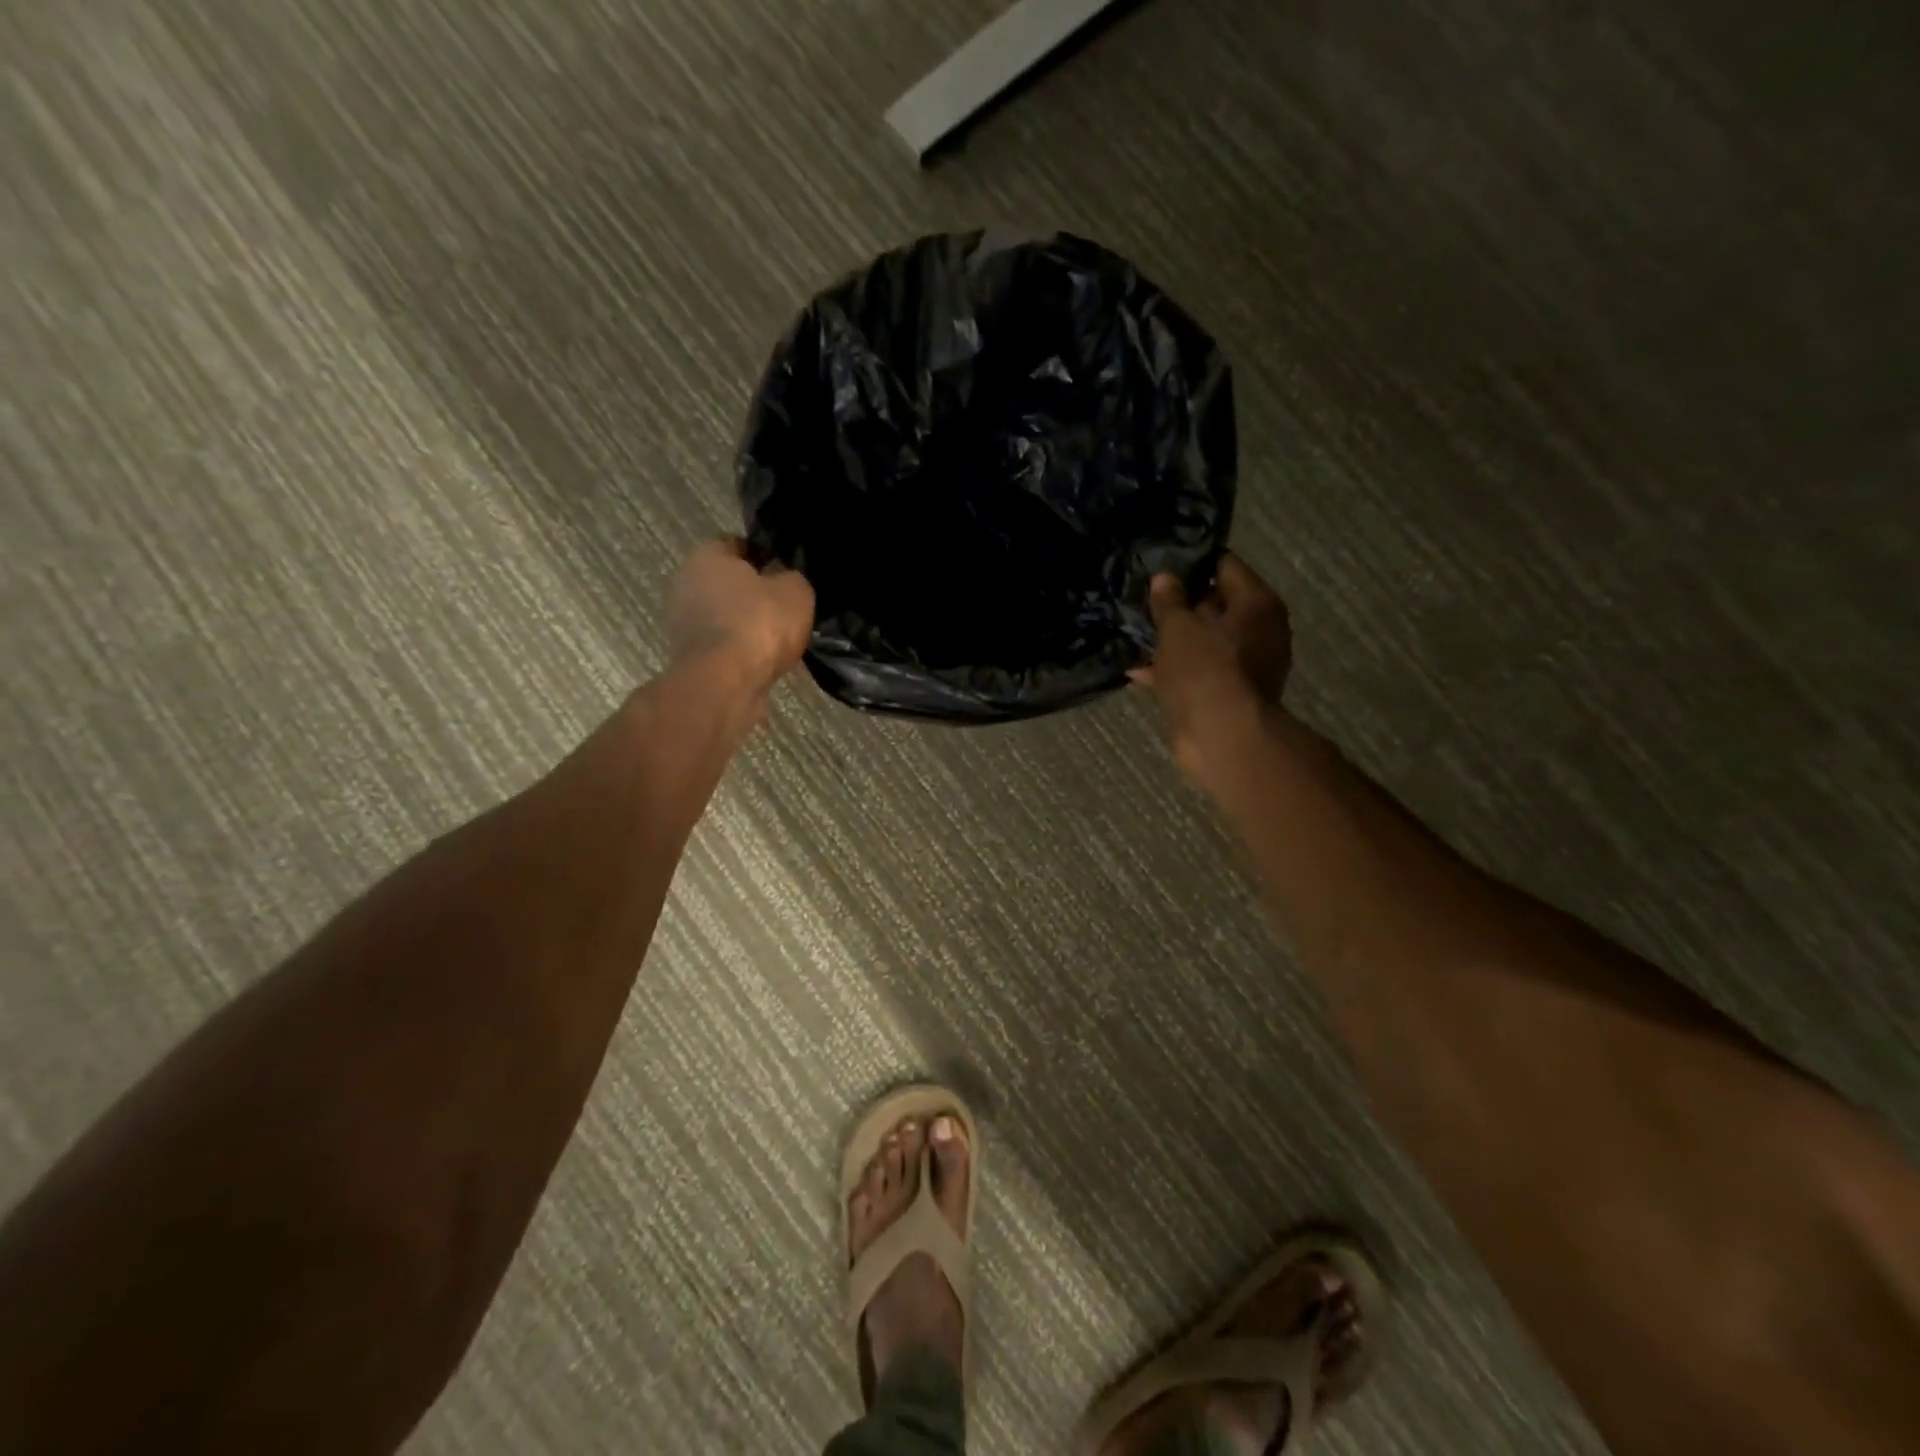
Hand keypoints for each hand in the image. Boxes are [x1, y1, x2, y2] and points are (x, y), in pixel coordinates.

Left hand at [667, 539, 814, 699]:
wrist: (725, 683)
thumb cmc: (758, 624)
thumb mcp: (795, 591)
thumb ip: (791, 578)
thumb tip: (785, 579)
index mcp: (706, 555)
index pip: (737, 545)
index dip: (764, 556)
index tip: (785, 573)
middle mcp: (685, 582)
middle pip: (727, 582)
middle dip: (753, 593)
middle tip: (784, 607)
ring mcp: (681, 622)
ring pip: (723, 615)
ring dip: (745, 624)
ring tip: (778, 638)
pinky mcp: (688, 656)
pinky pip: (722, 644)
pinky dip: (739, 650)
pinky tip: (762, 659)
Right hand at [1133, 554, 1291, 778]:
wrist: (1222, 736)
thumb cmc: (1205, 670)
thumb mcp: (1178, 628)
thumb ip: (1169, 601)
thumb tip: (1165, 578)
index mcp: (1257, 603)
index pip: (1225, 566)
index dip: (1192, 564)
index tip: (1161, 565)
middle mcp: (1261, 631)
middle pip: (1217, 605)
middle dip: (1181, 605)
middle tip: (1145, 601)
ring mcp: (1248, 666)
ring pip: (1205, 642)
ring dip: (1174, 641)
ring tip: (1138, 636)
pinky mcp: (1230, 694)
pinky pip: (1199, 672)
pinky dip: (1175, 671)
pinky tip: (1140, 673)